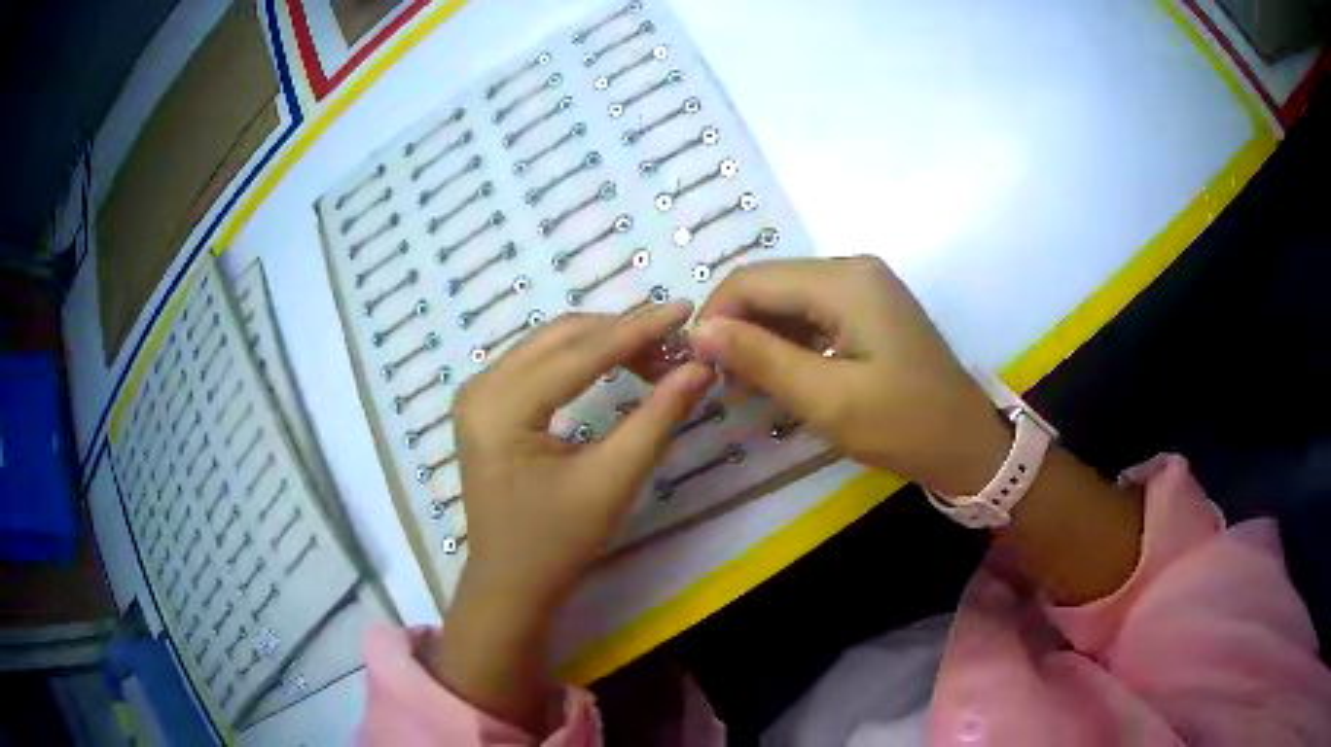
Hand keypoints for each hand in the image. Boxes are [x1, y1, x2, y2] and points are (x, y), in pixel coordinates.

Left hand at [433, 303, 713, 730]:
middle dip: (622, 333)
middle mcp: (481, 387)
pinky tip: (615, 366)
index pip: (580, 352)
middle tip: (675, 345)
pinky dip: (581, 358)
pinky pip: (538, 362)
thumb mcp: (613, 481)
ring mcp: (478, 393)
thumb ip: (657, 418)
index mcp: (501, 407)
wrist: (511, 583)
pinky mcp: (486, 404)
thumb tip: (700, 368)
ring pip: (550, 344)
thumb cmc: (558, 543)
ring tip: (654, 357)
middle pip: (561, 337)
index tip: (685, 310)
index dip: (638, 329)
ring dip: (603, 342)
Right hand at [689, 257, 1008, 493]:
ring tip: (745, 386)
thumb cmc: (904, 425)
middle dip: (736, 327)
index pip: (753, 279)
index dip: (715, 316)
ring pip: (787, 299)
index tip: (696, 364)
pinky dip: (787, 341)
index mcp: (845, 281)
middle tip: (721, 381)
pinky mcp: (869, 308)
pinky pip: (812, 313)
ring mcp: (864, 287)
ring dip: (760, 336)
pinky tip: (779, 375)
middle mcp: (852, 269)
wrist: (967, 443)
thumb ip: (762, 359)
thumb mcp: (828, 400)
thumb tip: (699, 330)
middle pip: (770, 284)